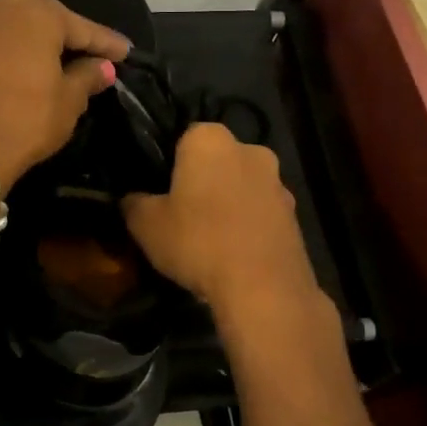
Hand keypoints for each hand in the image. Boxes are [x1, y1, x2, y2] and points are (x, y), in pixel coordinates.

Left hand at [0, 0, 130, 188]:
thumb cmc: (28, 120)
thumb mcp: (69, 101)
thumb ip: (87, 76)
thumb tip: (102, 67)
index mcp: (37, 15)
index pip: (80, 26)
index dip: (105, 42)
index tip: (125, 52)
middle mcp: (2, 10)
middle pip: (37, 0)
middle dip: (60, 18)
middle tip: (79, 45)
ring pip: (8, 14)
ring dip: (30, 28)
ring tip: (50, 54)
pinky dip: (9, 46)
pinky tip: (20, 67)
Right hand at [123, 122, 323, 325]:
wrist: (263, 288)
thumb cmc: (197, 241)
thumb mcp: (145, 225)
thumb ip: (134, 203)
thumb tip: (131, 199)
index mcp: (210, 139)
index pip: (183, 137)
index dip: (170, 164)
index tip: (160, 192)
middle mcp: (250, 149)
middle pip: (217, 161)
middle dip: (203, 181)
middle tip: (182, 214)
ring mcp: (278, 182)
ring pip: (241, 186)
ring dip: (228, 203)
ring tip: (210, 239)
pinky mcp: (295, 215)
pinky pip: (261, 213)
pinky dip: (248, 225)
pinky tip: (234, 254)